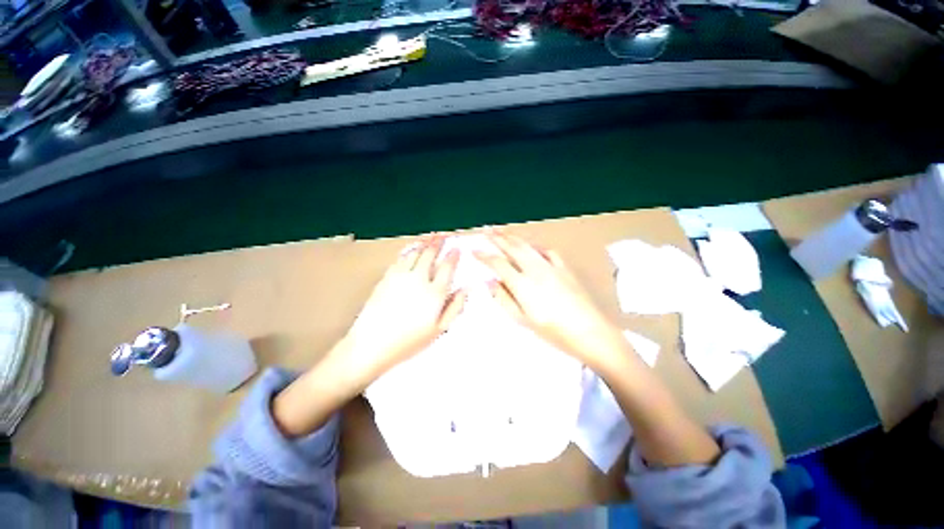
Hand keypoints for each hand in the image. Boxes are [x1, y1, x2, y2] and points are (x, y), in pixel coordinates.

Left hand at [338, 234, 466, 386]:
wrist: (371, 344)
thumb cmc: (409, 341)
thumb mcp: (439, 329)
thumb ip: (455, 307)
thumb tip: (466, 289)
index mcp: (434, 292)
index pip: (447, 268)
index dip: (453, 256)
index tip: (456, 249)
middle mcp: (419, 279)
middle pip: (430, 255)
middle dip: (438, 243)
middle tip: (443, 235)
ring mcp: (400, 276)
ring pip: (415, 253)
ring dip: (424, 243)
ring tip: (430, 237)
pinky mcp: (386, 277)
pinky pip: (400, 259)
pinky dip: (408, 251)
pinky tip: (411, 250)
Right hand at [474, 230, 625, 368]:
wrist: (589, 331)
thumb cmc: (553, 331)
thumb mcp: (523, 320)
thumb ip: (504, 299)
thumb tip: (491, 282)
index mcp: (522, 284)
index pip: (498, 264)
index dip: (484, 256)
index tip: (474, 251)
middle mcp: (535, 270)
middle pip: (513, 248)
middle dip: (498, 238)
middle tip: (486, 230)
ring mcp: (551, 266)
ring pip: (528, 246)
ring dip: (513, 237)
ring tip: (503, 232)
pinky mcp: (564, 268)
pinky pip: (547, 251)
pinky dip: (535, 246)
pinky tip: (532, 246)